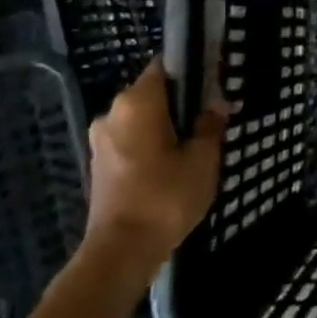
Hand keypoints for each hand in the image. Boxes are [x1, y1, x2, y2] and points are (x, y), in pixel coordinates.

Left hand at [85, 59, 227, 272]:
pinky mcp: (100, 163)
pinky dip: (151, 143)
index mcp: (137, 102)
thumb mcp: (203, 158)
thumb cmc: (166, 197)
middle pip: (153, 92)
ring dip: (166, 125)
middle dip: (181, 101)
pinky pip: (131, 139)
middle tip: (212, 118)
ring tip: (195, 144)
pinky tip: (173, 163)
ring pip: (142, 118)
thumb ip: (210, 125)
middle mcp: (112, 113)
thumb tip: (217, 104)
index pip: (164, 66)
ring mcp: (101, 139)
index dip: (191, 69)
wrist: (121, 251)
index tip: (214, 81)